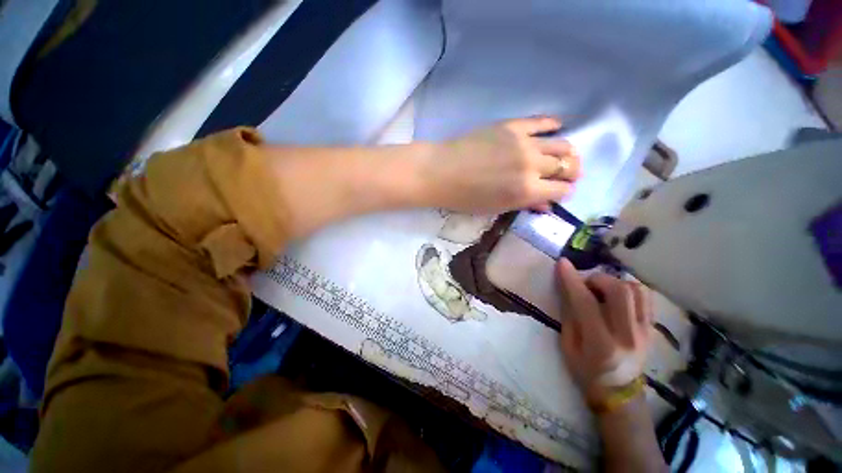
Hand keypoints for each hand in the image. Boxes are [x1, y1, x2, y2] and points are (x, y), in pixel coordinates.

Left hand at [417, 116, 580, 212]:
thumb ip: (524, 204)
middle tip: (565, 174)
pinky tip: (556, 127)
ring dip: (567, 152)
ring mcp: (523, 142)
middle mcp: (531, 165)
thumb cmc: (465, 198)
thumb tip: (547, 204)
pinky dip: (552, 124)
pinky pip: (540, 121)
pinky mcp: (512, 126)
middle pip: (566, 166)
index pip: (561, 190)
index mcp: (526, 191)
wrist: (441, 172)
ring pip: (561, 144)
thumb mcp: (496, 208)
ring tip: (563, 155)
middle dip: (571, 173)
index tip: (560, 191)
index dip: (564, 192)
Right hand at [555, 259, 651, 405]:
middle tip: (585, 284)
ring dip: (613, 282)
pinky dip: (628, 288)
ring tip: (600, 290)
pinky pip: (645, 297)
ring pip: (635, 290)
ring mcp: (645, 332)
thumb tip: (568, 287)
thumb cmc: (586, 371)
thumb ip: (569, 315)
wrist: (619, 392)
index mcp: (601, 345)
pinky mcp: (652, 328)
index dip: (572, 280)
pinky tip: (616, 295)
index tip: (562, 263)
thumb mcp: (568, 345)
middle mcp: (628, 336)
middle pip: (619, 291)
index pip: (586, 303)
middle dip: (597, 279)